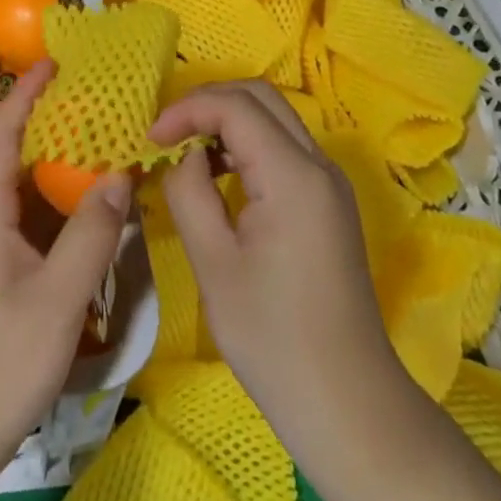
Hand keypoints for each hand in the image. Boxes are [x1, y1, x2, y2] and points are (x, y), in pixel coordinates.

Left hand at [0, 59, 132, 472]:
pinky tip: (44, 193)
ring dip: (3, 138)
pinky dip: (11, 173)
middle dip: (4, 109)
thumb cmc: (3, 360)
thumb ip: (91, 235)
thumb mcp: (59, 299)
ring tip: (48, 132)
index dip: (23, 94)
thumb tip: (120, 177)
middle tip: (46, 96)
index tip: (50, 63)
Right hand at [148, 81, 418, 470]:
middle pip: (260, 96)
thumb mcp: (213, 263)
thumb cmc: (274, 338)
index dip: (187, 109)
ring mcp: (329, 183)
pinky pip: (284, 147)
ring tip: (186, 152)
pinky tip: (220, 177)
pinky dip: (247, 144)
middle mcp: (319, 165)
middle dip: (208, 102)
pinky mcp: (328, 202)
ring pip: (274, 118)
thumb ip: (189, 192)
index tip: (151, 138)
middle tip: (167, 133)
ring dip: (227, 120)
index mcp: (293, 175)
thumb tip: (182, 156)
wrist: (349, 404)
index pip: (236, 106)